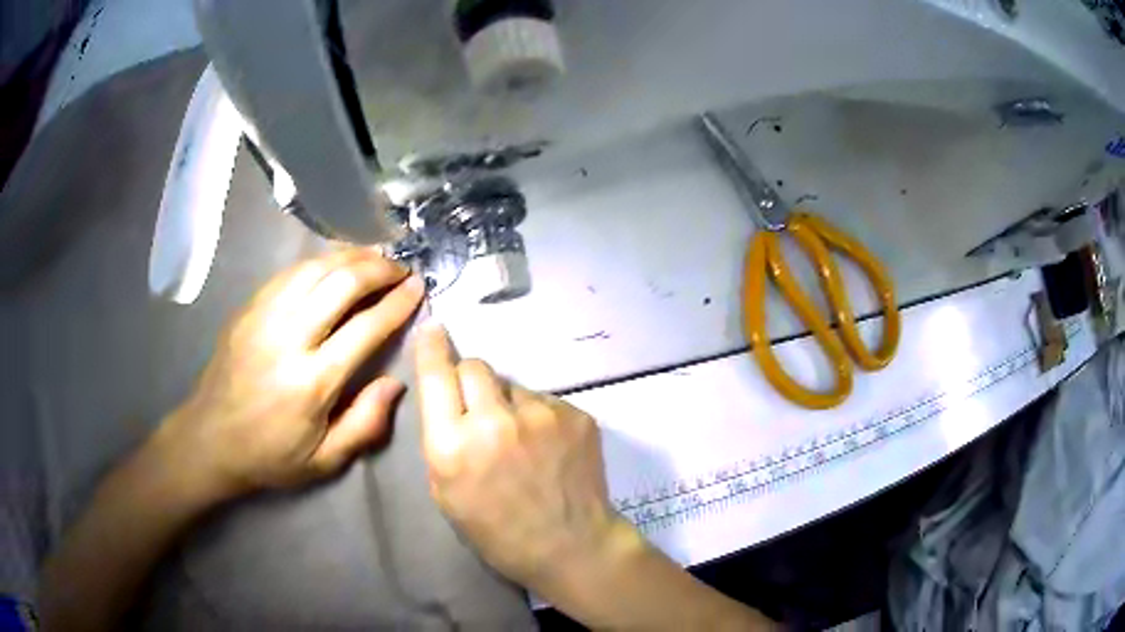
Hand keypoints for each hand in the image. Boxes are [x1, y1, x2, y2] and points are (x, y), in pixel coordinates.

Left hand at [155, 249, 423, 500]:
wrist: (210, 438)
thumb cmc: (270, 455)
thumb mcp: (324, 461)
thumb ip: (365, 424)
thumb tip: (395, 383)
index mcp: (312, 382)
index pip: (366, 327)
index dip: (398, 303)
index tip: (418, 288)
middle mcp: (288, 339)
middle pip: (341, 284)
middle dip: (379, 269)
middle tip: (400, 268)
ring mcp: (264, 317)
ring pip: (315, 268)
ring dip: (351, 257)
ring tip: (374, 258)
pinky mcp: (249, 308)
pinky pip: (289, 272)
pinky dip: (319, 261)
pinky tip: (334, 263)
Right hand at [414, 322, 634, 593]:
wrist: (570, 545)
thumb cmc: (498, 531)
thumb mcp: (446, 493)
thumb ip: (441, 439)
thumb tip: (448, 395)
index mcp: (453, 447)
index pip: (436, 375)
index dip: (431, 348)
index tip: (433, 328)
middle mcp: (494, 421)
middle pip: (474, 365)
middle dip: (469, 380)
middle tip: (479, 407)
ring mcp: (540, 415)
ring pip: (512, 384)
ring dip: (508, 402)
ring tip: (521, 439)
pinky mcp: (575, 414)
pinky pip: (544, 400)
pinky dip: (538, 416)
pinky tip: (547, 447)